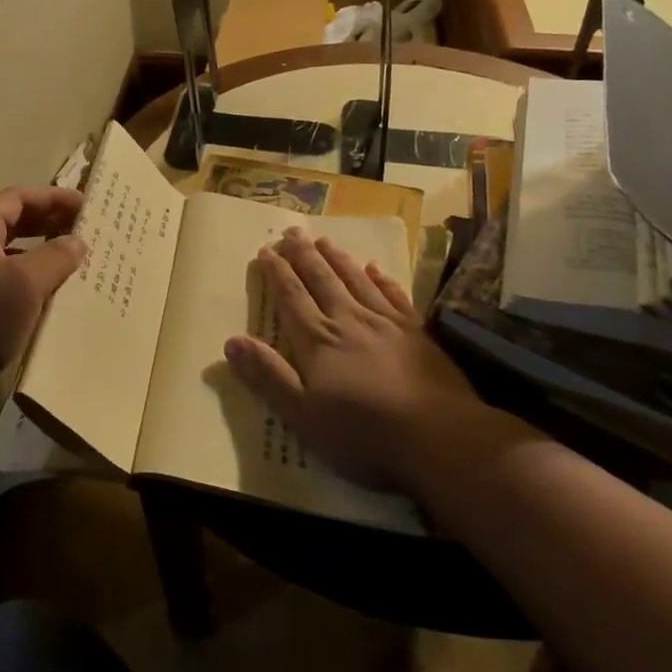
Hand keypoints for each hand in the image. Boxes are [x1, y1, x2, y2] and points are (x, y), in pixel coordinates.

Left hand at [0, 185, 85, 397]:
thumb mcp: (25, 284)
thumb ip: (55, 256)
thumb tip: (77, 241)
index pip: (18, 197)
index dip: (54, 198)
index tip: (87, 205)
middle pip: (11, 219)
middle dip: (48, 221)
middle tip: (84, 228)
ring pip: (7, 248)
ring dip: (39, 249)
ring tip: (73, 257)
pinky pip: (1, 273)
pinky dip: (26, 274)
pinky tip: (48, 289)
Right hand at [224, 227, 476, 490]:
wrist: (440, 438)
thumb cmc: (363, 434)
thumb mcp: (302, 415)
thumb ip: (268, 376)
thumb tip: (231, 341)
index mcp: (318, 341)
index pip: (291, 298)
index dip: (277, 273)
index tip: (266, 250)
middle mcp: (349, 321)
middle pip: (321, 280)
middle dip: (304, 256)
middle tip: (292, 232)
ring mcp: (386, 324)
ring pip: (356, 281)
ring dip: (338, 259)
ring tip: (324, 241)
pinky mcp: (417, 334)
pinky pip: (394, 296)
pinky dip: (382, 279)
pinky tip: (375, 268)